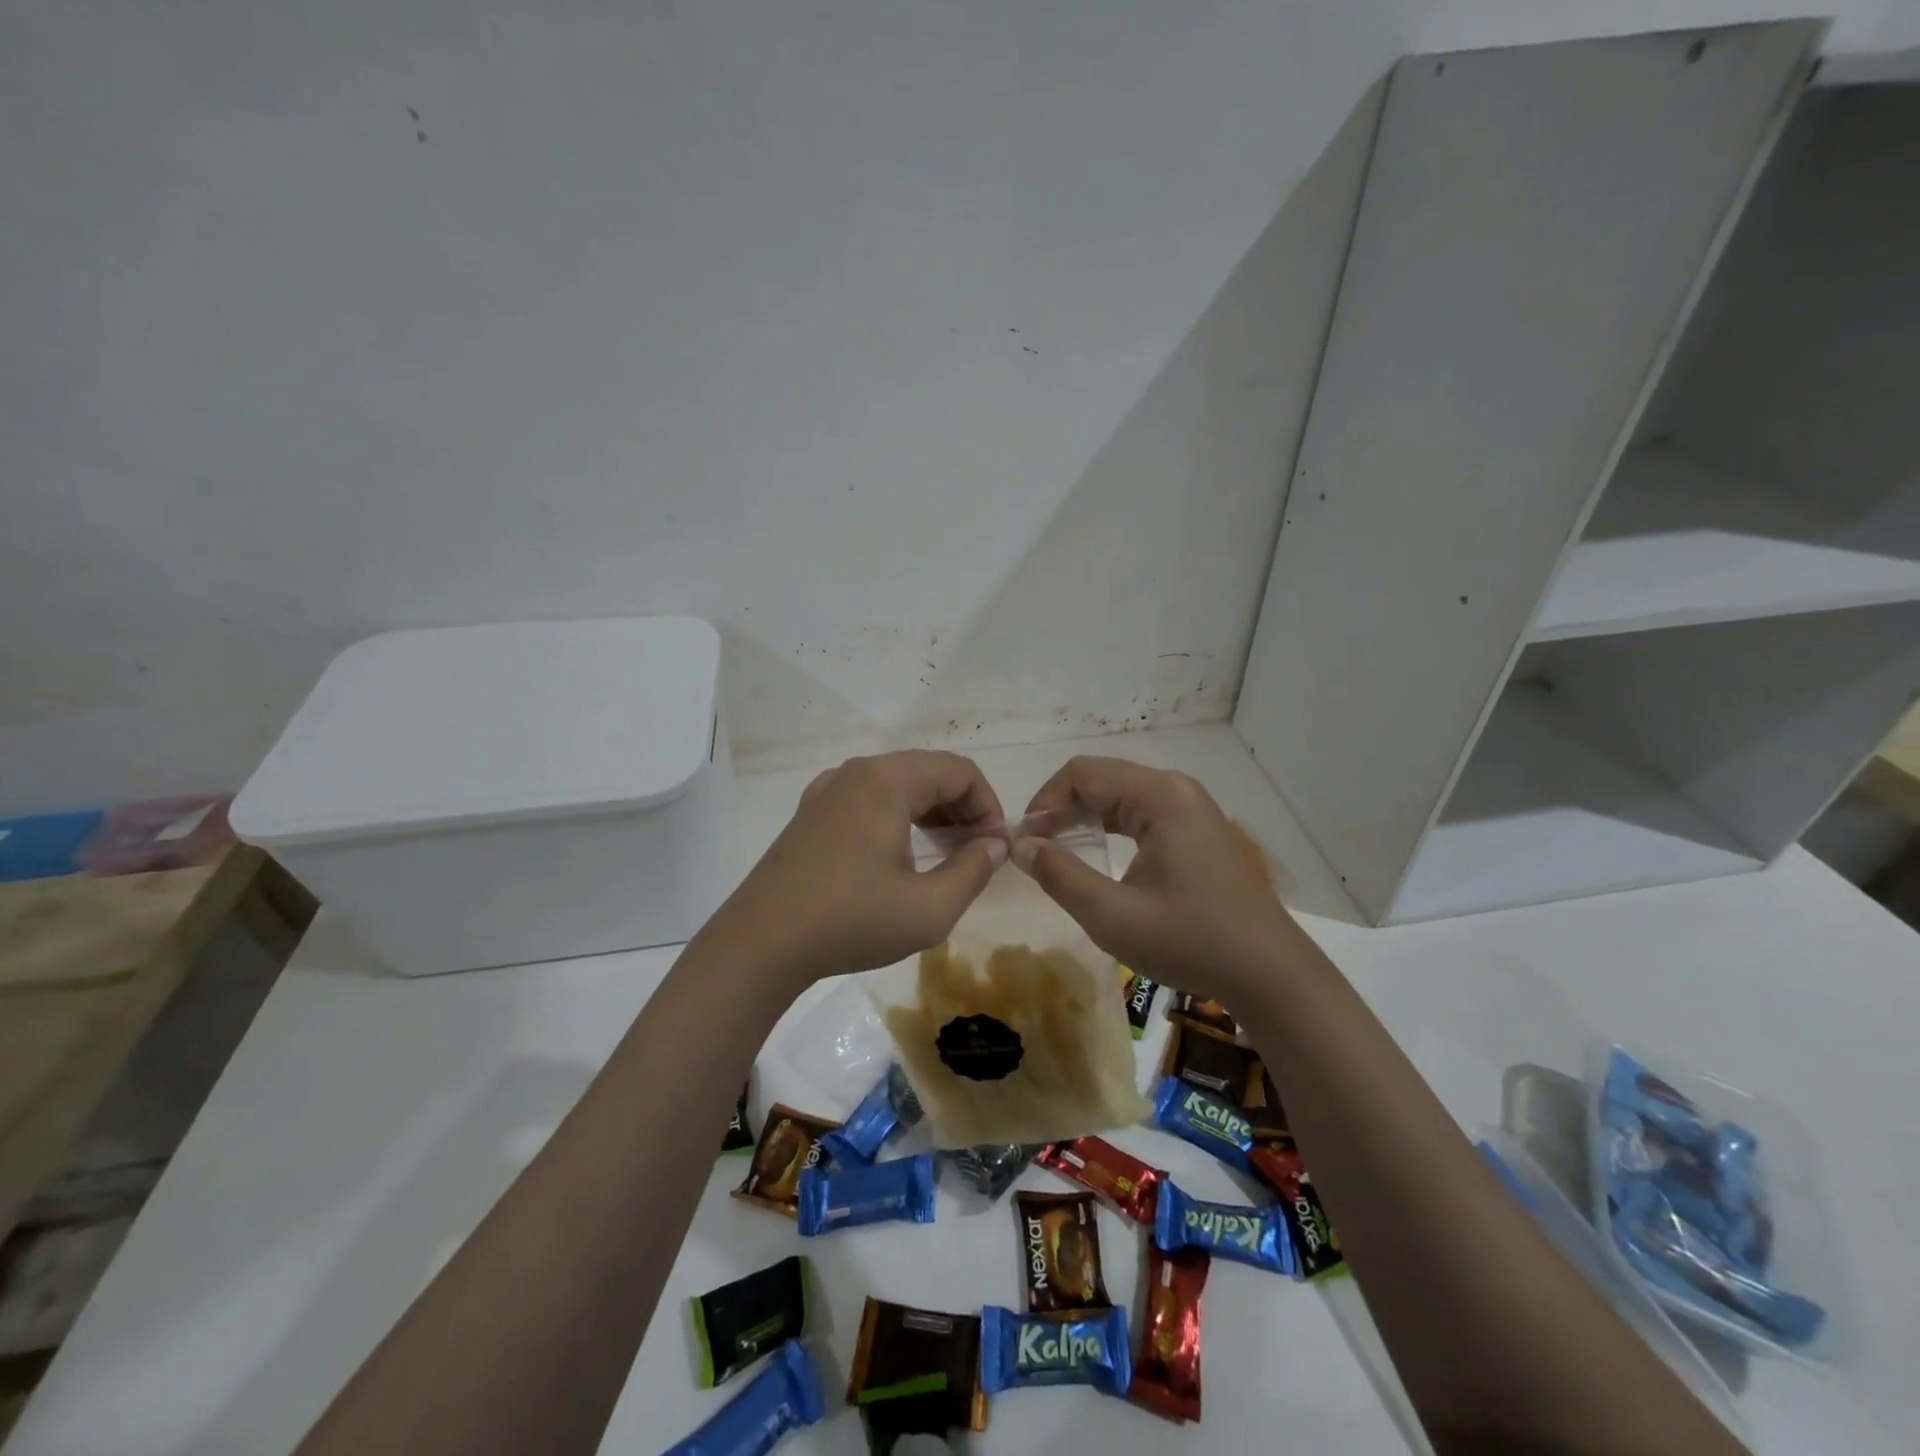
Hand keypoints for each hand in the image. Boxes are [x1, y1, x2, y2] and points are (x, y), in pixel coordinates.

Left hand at [712, 751, 1006, 983]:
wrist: (760, 944)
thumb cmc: (850, 922)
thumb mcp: (928, 909)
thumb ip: (974, 870)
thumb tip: (995, 844)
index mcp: (887, 781)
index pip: (959, 771)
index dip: (989, 805)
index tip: (996, 848)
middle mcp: (856, 772)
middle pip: (928, 771)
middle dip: (962, 807)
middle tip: (977, 852)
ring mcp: (828, 790)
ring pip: (897, 783)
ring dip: (931, 811)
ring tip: (946, 854)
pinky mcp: (811, 812)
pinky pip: (869, 798)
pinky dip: (898, 815)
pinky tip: (900, 855)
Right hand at [1013, 756, 1298, 1003]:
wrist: (1270, 973)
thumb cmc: (1190, 942)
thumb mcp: (1112, 915)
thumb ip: (1059, 874)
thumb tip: (1019, 845)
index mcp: (1159, 797)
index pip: (1082, 774)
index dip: (1043, 802)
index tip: (1023, 841)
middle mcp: (1177, 789)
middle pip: (1102, 777)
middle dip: (1060, 807)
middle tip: (1034, 848)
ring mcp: (1192, 807)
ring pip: (1121, 793)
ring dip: (1084, 814)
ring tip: (1057, 849)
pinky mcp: (1199, 828)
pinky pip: (1142, 810)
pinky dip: (1111, 824)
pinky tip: (1098, 850)